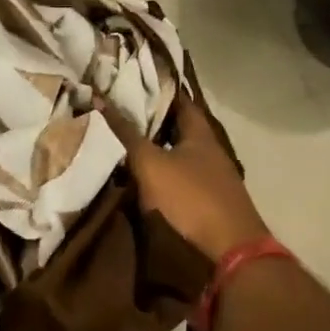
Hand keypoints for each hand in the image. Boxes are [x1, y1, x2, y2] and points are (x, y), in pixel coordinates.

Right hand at [99, 98, 270, 260]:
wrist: (230, 248)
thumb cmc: (191, 197)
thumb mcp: (151, 163)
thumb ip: (126, 133)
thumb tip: (100, 98)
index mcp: (200, 132)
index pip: (178, 99)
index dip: (156, 88)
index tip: (129, 82)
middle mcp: (209, 148)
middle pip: (178, 126)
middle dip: (151, 120)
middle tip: (119, 111)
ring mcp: (211, 175)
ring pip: (178, 152)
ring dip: (155, 147)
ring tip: (124, 142)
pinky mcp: (208, 199)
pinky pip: (181, 175)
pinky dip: (163, 171)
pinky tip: (144, 177)